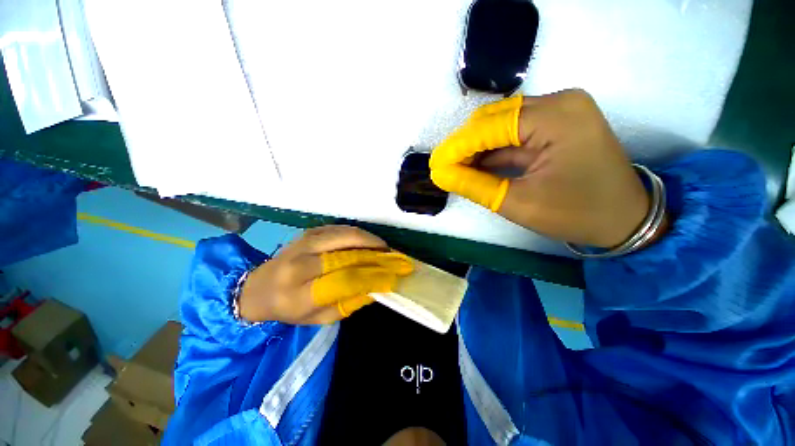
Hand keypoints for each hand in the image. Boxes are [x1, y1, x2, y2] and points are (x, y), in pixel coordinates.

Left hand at [238, 226, 412, 323]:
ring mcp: (303, 243)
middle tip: (395, 258)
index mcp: (300, 294)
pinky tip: (369, 241)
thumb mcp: (320, 319)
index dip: (373, 276)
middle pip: (347, 254)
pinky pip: (340, 228)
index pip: (345, 280)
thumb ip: (349, 303)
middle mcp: (299, 265)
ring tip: (385, 249)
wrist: (259, 287)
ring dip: (370, 240)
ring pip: (345, 235)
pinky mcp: (309, 232)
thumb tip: (377, 286)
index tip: (394, 276)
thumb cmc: (291, 308)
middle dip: (376, 255)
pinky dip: (359, 234)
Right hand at [430, 90, 651, 247]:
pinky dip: (493, 148)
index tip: (434, 165)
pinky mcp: (559, 122)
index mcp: (555, 117)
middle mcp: (559, 102)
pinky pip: (515, 131)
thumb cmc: (576, 213)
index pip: (489, 127)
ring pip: (502, 124)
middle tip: (445, 169)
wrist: (625, 218)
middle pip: (494, 119)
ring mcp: (561, 110)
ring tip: (456, 168)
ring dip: (477, 147)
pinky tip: (476, 164)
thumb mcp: (518, 203)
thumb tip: (440, 175)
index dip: (456, 147)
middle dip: (465, 145)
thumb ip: (474, 185)